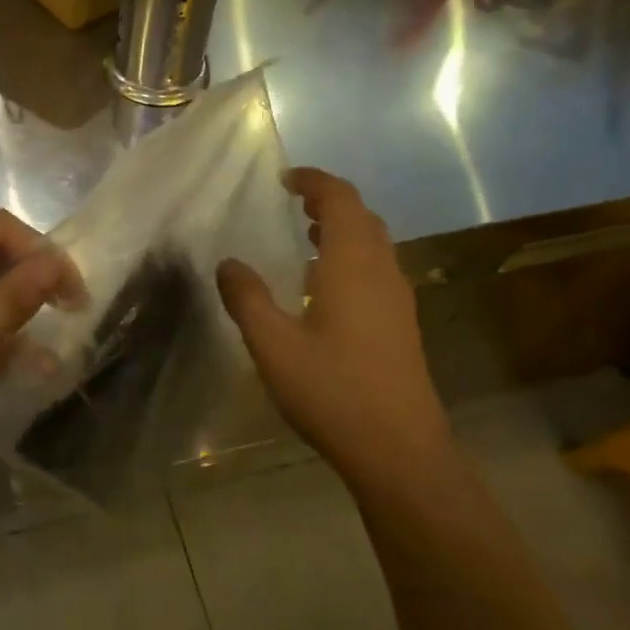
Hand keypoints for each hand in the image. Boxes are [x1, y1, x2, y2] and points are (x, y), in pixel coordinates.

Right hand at [216, 168, 450, 483]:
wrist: (399, 450)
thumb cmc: (332, 391)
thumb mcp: (273, 345)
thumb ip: (247, 299)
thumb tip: (228, 263)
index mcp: (352, 265)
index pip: (341, 199)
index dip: (315, 181)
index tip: (284, 180)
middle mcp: (382, 271)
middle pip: (362, 217)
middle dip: (329, 201)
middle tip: (292, 204)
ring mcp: (397, 298)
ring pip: (374, 243)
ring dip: (343, 229)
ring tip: (305, 235)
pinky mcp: (401, 323)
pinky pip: (377, 268)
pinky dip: (351, 256)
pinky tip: (324, 286)